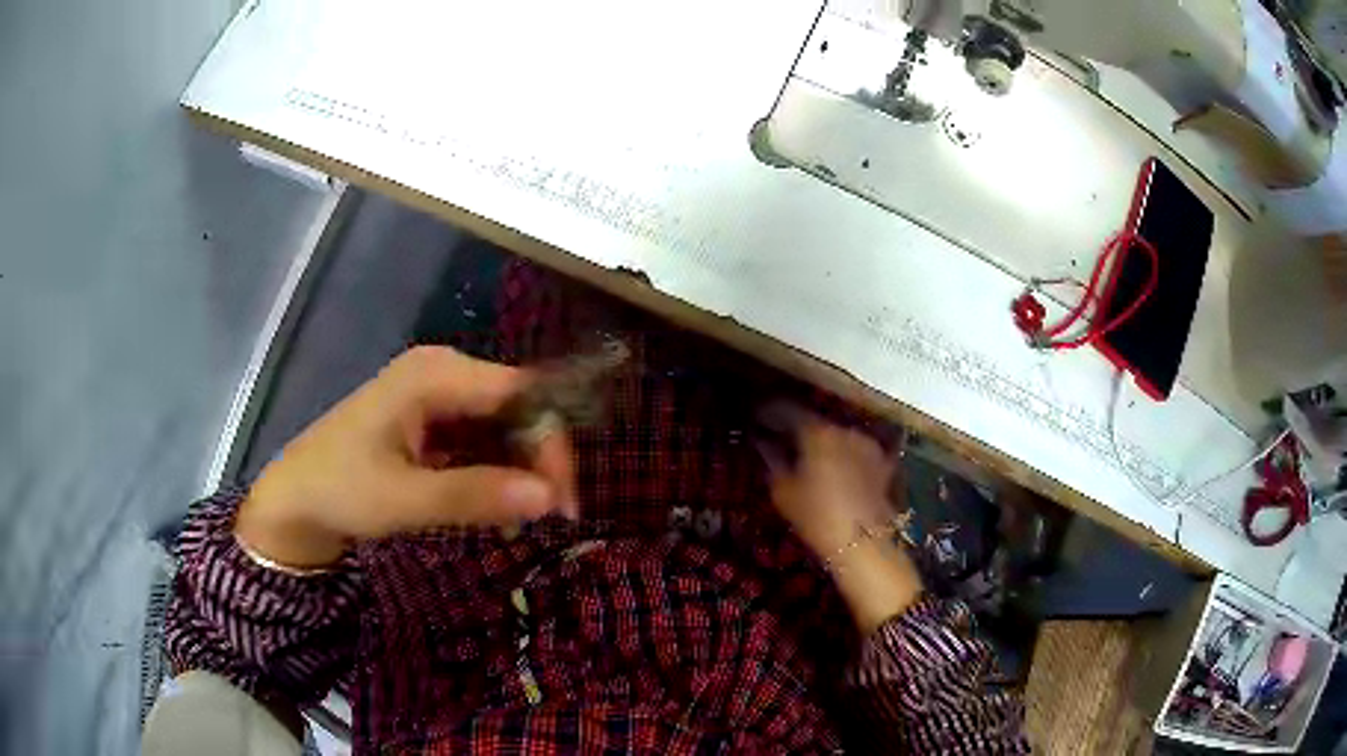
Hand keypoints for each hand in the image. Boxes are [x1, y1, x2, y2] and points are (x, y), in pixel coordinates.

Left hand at [236, 347, 577, 567]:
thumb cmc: (338, 490)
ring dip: (521, 470)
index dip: (550, 442)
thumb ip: (475, 495)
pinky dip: (497, 473)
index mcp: (434, 374)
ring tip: (525, 519)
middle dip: (539, 459)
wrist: (293, 501)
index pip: (520, 394)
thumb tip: (550, 499)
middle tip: (552, 516)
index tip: (562, 500)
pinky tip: (499, 507)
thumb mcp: (403, 499)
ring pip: (504, 426)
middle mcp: (443, 374)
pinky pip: (482, 441)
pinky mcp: (433, 422)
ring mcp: (437, 396)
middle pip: (517, 407)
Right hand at [758, 406, 921, 631]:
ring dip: (822, 440)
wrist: (863, 542)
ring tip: (808, 455)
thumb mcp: (783, 491)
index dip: (769, 413)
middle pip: (814, 421)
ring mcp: (866, 444)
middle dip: (796, 427)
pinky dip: (843, 454)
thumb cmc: (816, 517)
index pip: (787, 411)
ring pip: (837, 434)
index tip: (756, 418)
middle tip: (780, 437)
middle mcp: (843, 429)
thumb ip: (772, 460)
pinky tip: (835, 468)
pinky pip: (855, 450)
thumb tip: (763, 443)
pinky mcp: (882, 462)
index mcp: (816, 432)